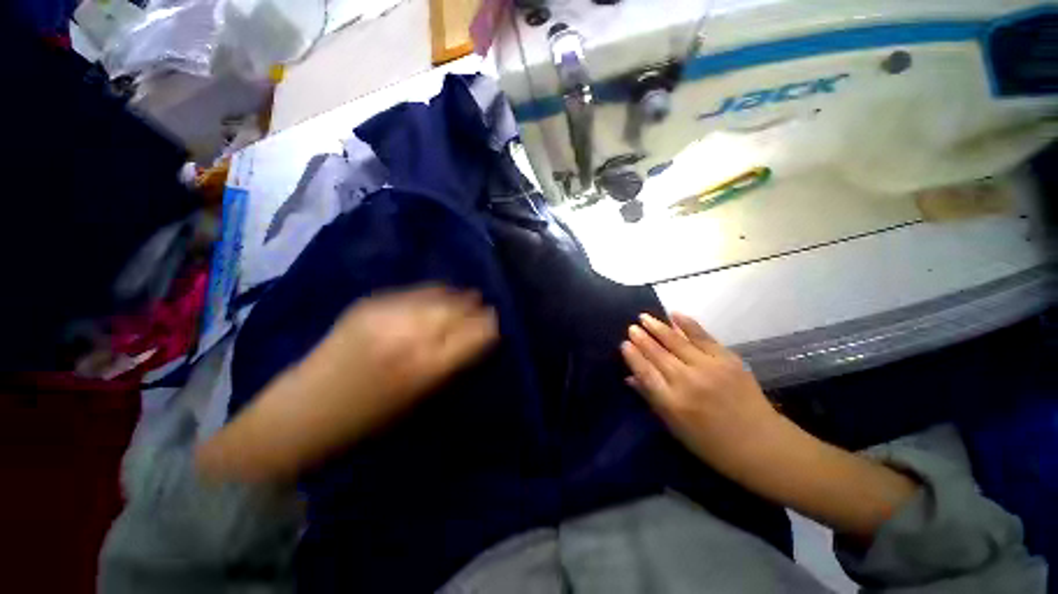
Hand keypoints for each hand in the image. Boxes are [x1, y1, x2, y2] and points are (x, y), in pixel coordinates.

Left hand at [304, 285, 499, 422]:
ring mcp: (387, 316)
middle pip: (457, 311)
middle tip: (485, 308)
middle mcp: (410, 336)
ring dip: (458, 297)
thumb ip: (450, 366)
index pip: (473, 335)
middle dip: (476, 309)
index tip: (496, 324)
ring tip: (470, 297)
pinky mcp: (368, 305)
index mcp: (426, 368)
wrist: (301, 414)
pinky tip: (442, 292)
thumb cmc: (367, 422)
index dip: (489, 327)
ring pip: (437, 297)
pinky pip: (413, 292)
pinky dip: (434, 292)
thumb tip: (474, 340)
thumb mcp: (419, 401)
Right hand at [622, 313, 916, 538]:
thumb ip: (652, 399)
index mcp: (673, 403)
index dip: (633, 356)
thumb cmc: (713, 445)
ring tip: (644, 316)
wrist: (764, 446)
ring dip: (658, 327)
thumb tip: (630, 378)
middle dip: (642, 338)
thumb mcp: (676, 428)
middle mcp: (687, 381)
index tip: (623, 344)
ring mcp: (709, 368)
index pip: (645, 372)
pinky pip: (703, 337)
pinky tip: (674, 314)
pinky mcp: (728, 360)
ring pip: (676, 342)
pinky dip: (687, 324)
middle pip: (658, 354)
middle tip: (632, 326)